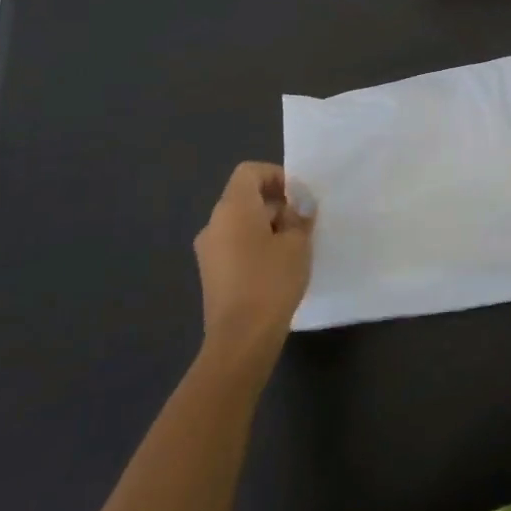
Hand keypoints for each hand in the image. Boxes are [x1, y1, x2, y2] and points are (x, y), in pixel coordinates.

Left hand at [193, 162, 314, 370]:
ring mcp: (208, 250)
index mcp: (233, 208)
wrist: (240, 338)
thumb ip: (299, 218)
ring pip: (240, 223)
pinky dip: (254, 245)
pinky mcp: (210, 273)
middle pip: (244, 197)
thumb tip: (297, 210)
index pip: (250, 172)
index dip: (276, 176)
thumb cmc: (271, 280)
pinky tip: (277, 267)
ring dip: (266, 226)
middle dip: (275, 204)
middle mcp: (214, 223)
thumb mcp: (297, 243)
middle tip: (302, 223)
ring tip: (293, 246)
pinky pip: (234, 245)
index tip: (298, 197)